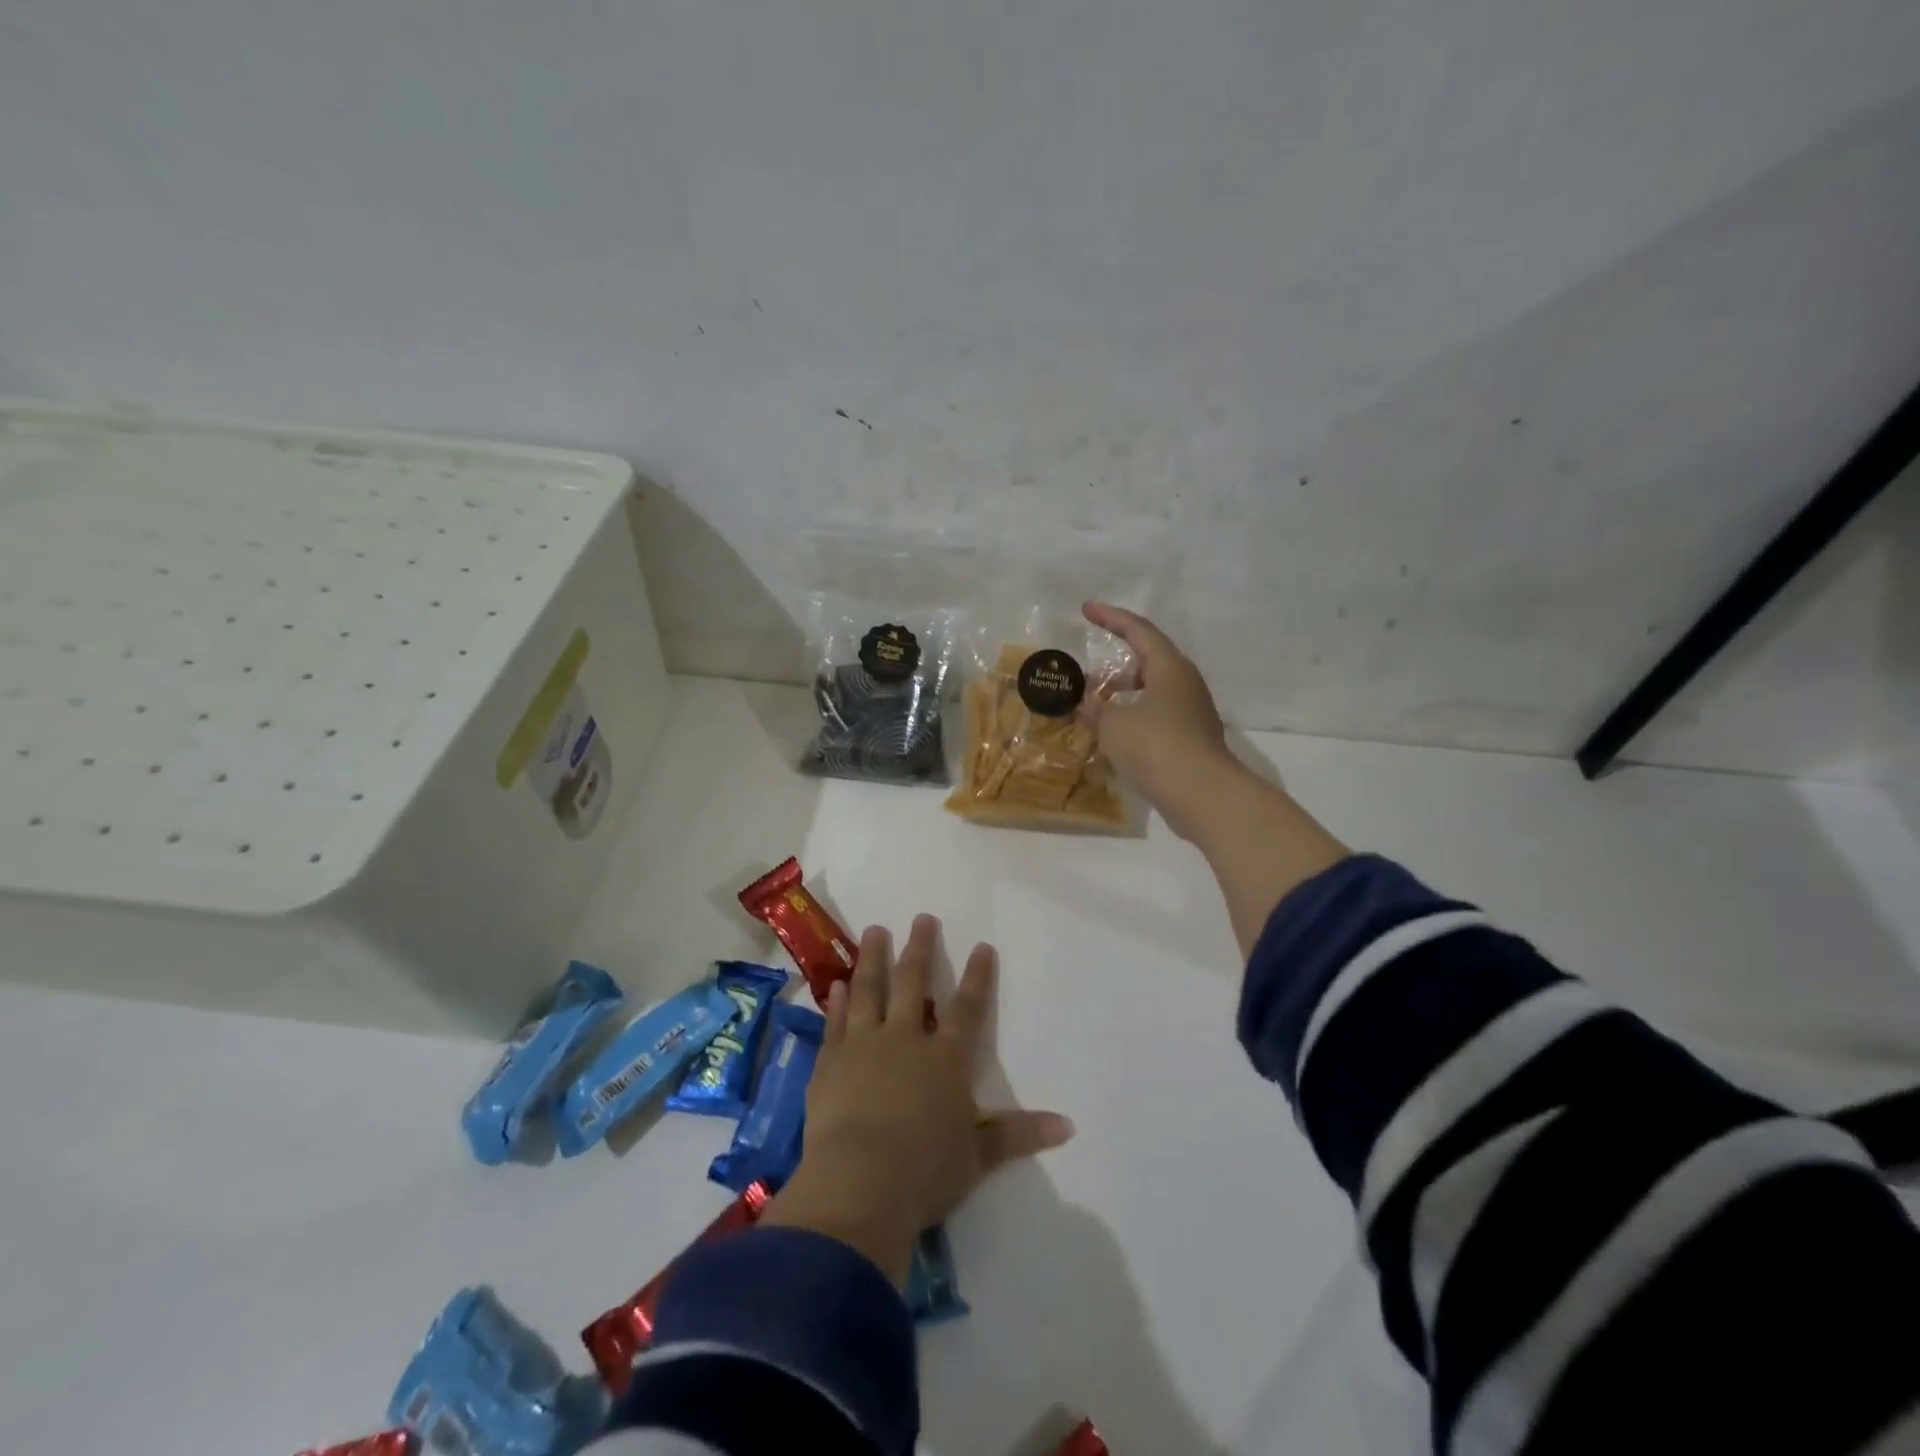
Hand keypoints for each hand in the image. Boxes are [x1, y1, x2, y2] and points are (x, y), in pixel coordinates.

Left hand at [762, 915, 1074, 1285]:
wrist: (859, 1183)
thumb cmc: (925, 1171)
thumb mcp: (978, 1157)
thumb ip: (1018, 1135)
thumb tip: (1069, 1126)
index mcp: (945, 1060)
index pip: (968, 1009)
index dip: (978, 977)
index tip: (982, 946)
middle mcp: (906, 1040)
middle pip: (914, 983)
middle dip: (920, 948)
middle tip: (922, 918)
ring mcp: (864, 1045)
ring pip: (870, 989)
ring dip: (873, 958)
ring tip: (874, 930)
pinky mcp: (831, 1060)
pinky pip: (836, 1021)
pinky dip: (837, 1001)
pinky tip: (836, 983)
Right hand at [1081, 601, 1249, 839]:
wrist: (1202, 795)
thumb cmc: (1155, 746)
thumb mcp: (1114, 725)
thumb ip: (1097, 710)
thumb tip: (1087, 702)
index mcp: (1169, 667)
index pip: (1138, 630)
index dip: (1110, 617)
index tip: (1087, 608)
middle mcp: (1185, 684)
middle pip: (1148, 661)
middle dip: (1116, 667)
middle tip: (1088, 679)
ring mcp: (1192, 713)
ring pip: (1152, 692)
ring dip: (1123, 696)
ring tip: (1096, 709)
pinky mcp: (1191, 740)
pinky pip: (1156, 718)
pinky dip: (1133, 719)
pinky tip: (1114, 738)